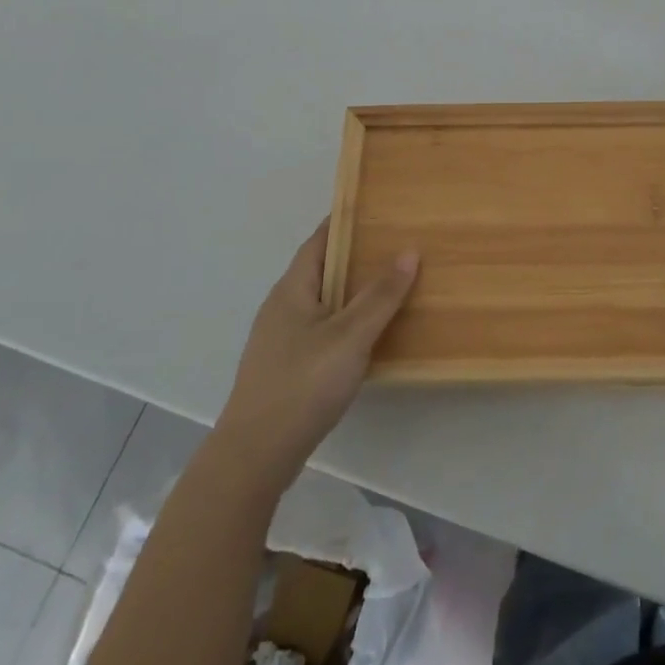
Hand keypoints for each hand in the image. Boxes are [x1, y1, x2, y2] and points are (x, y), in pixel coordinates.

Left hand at [217, 218, 418, 497]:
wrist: (255, 455)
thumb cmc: (302, 384)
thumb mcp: (350, 336)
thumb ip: (380, 295)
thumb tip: (409, 250)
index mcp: (292, 289)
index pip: (320, 240)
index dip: (346, 221)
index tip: (379, 208)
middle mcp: (282, 307)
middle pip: (323, 269)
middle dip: (357, 256)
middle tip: (398, 245)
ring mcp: (282, 339)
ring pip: (324, 301)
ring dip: (354, 291)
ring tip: (392, 285)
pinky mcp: (287, 366)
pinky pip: (323, 328)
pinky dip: (348, 321)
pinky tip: (370, 334)